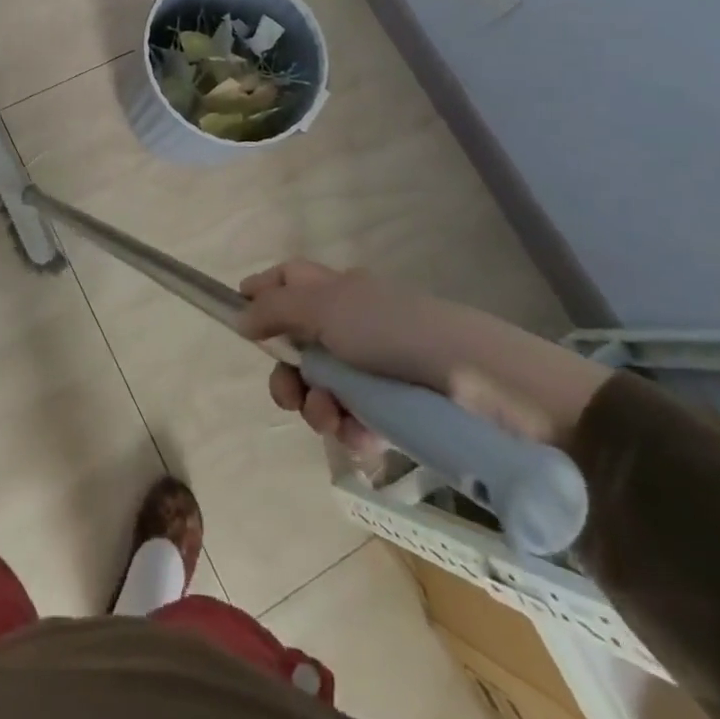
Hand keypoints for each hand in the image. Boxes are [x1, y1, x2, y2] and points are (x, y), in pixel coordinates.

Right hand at [238, 260, 611, 456]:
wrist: (480, 382)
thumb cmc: (395, 330)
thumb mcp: (325, 306)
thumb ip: (276, 308)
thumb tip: (240, 315)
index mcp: (338, 291)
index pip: (289, 280)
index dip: (261, 292)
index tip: (239, 319)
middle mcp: (352, 326)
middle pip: (297, 346)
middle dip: (286, 375)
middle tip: (289, 394)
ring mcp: (374, 371)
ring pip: (321, 390)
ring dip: (316, 408)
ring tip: (333, 419)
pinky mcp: (395, 413)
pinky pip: (354, 422)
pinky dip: (350, 432)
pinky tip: (361, 438)